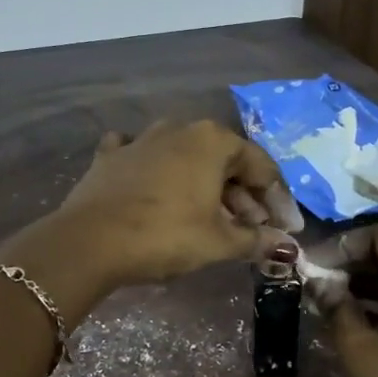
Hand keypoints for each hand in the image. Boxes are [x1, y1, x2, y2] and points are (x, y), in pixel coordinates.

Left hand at [54, 120, 300, 286]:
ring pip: (185, 158)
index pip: (260, 166)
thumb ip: (256, 240)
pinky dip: (155, 171)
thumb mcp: (218, 242)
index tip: (286, 229)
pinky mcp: (110, 156)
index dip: (278, 200)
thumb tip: (287, 247)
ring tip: (212, 218)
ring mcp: (141, 139)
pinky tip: (155, 187)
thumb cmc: (165, 235)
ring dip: (204, 185)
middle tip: (251, 229)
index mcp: (212, 140)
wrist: (90, 241)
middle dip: (242, 195)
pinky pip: (142, 156)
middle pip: (224, 160)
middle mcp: (179, 129)